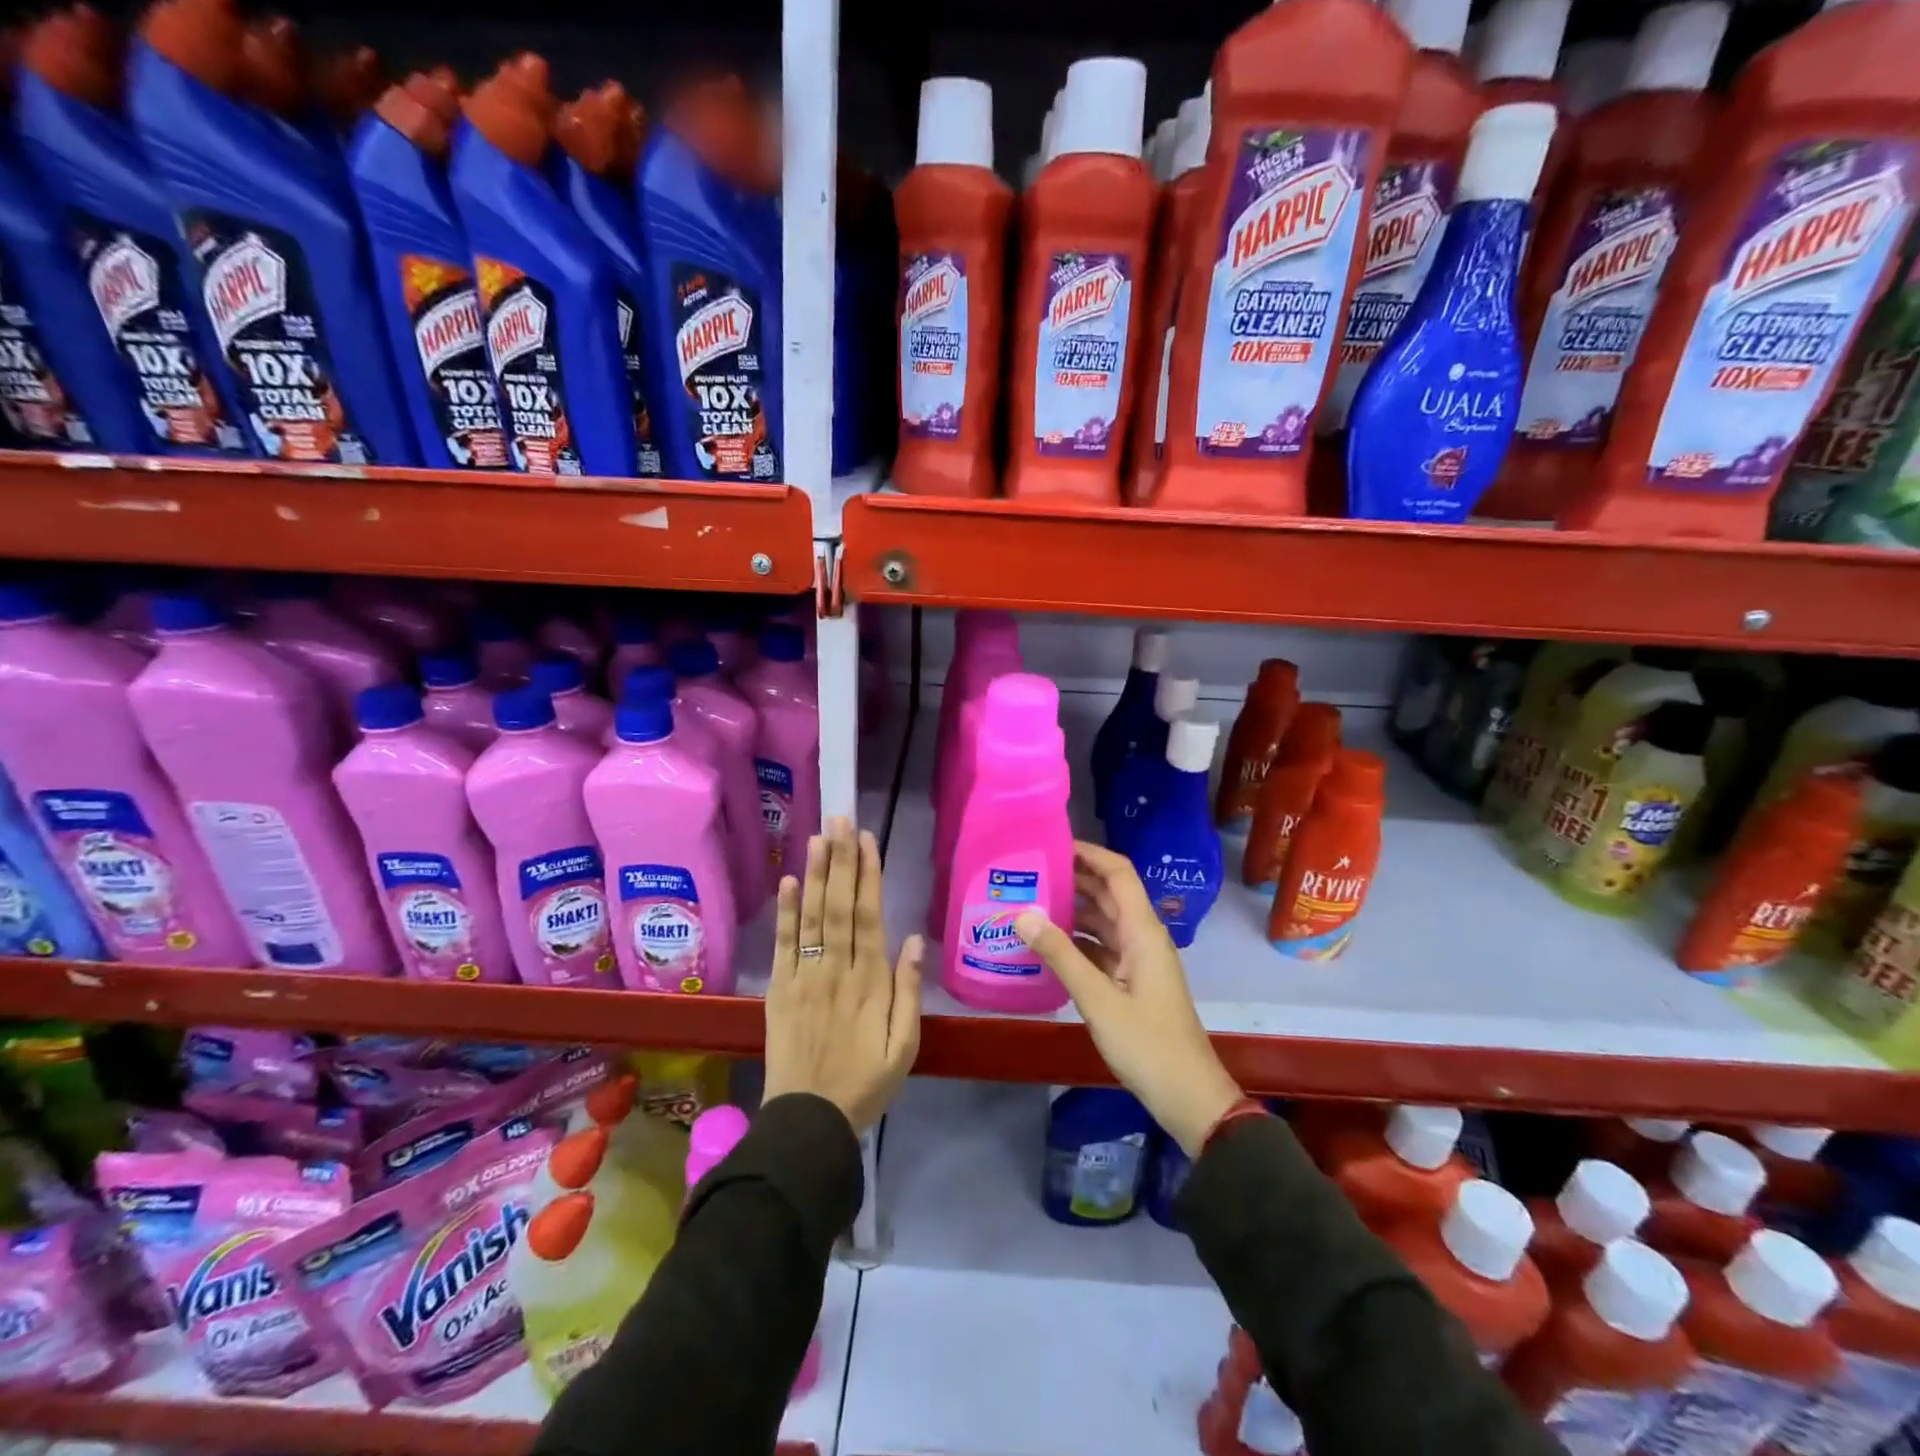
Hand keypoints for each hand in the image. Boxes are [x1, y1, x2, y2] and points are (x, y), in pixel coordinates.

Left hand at [764, 817, 922, 1133]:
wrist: (810, 1120)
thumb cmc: (867, 1082)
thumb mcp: (906, 1046)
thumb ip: (909, 991)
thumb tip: (914, 939)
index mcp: (870, 982)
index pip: (869, 916)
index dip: (868, 875)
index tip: (867, 840)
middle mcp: (836, 970)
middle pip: (838, 906)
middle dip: (841, 860)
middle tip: (841, 819)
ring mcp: (804, 978)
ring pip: (810, 917)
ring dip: (814, 874)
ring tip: (817, 836)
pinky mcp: (780, 990)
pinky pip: (783, 945)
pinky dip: (785, 913)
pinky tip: (786, 883)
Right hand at [1016, 842, 1241, 1156]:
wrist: (1188, 1096)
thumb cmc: (1147, 1044)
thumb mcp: (1098, 999)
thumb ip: (1060, 955)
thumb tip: (1022, 914)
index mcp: (1143, 931)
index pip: (1118, 873)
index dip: (1089, 853)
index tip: (1052, 843)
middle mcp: (1142, 937)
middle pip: (1108, 893)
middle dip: (1073, 878)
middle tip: (1029, 871)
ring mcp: (1138, 960)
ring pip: (1103, 920)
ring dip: (1072, 909)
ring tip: (1030, 900)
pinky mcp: (1132, 981)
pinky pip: (1101, 947)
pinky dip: (1076, 940)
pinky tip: (1046, 943)